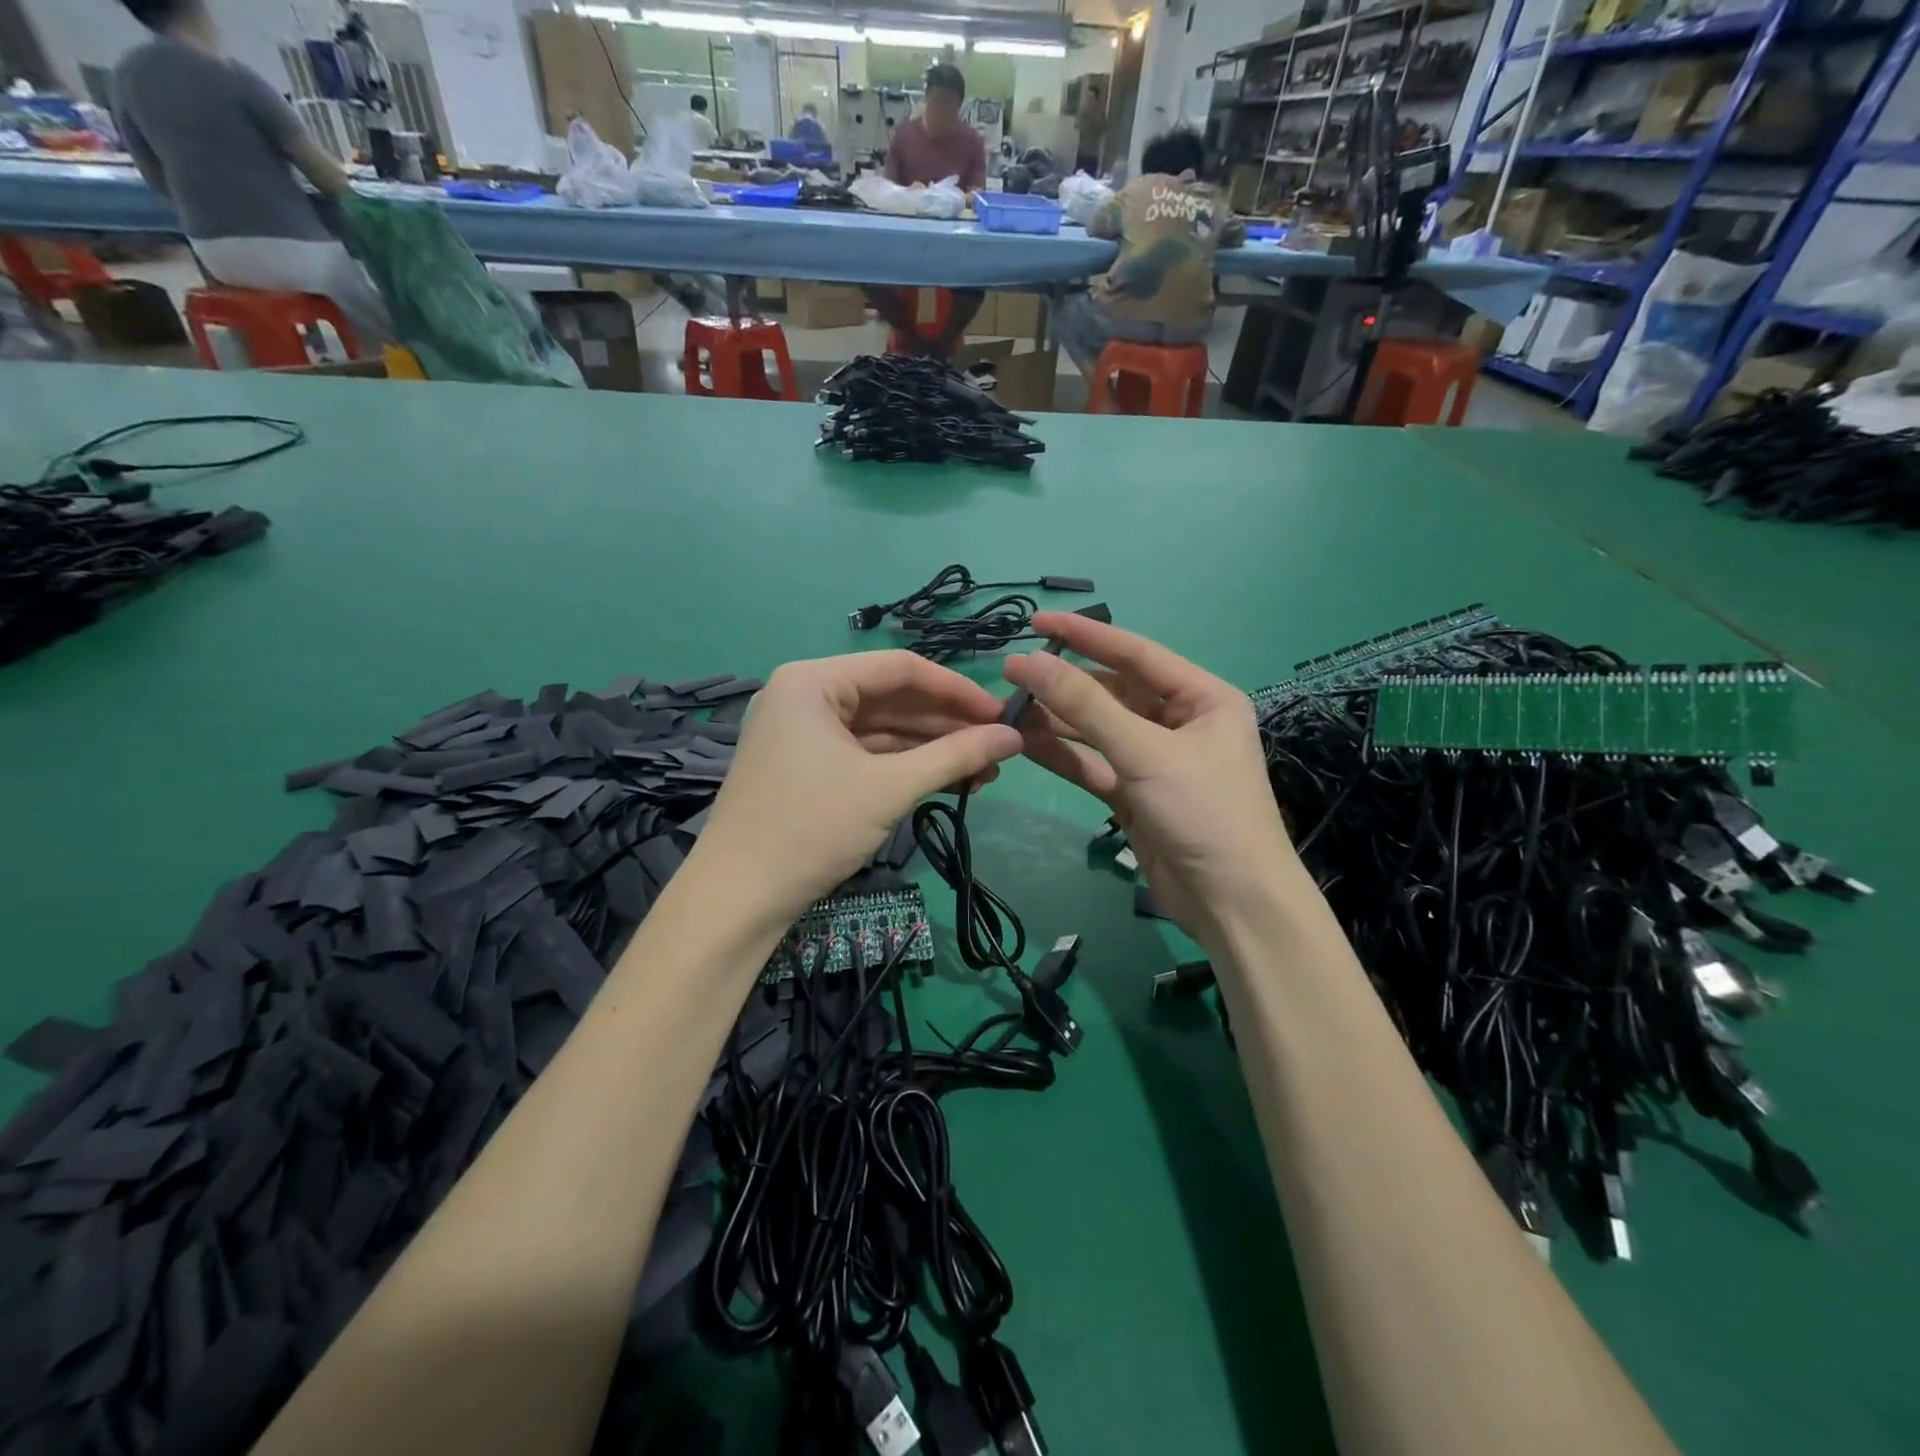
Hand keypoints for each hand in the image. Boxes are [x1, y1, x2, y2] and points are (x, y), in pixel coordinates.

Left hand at [694, 651, 1022, 922]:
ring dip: (931, 749)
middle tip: (999, 748)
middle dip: (947, 725)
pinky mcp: (805, 764)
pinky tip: (947, 781)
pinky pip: (864, 753)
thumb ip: (955, 756)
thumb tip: (1015, 737)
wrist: (738, 900)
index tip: (1003, 715)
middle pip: (891, 698)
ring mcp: (803, 732)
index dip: (957, 690)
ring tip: (984, 771)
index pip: (900, 668)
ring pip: (881, 729)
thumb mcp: (889, 788)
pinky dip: (903, 766)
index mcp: (813, 681)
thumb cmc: (811, 829)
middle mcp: (805, 695)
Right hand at [1004, 613, 1297, 939]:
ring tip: (1008, 709)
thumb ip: (1087, 706)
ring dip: (1057, 721)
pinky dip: (1063, 755)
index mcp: (1202, 697)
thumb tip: (1029, 662)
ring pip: (1098, 730)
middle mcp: (1180, 722)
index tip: (1036, 622)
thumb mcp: (1146, 752)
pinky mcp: (1135, 795)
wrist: (1232, 903)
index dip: (1084, 635)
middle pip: (1113, 692)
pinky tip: (1026, 744)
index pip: (1135, 653)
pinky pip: (1094, 764)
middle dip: (1064, 684)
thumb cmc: (1204, 812)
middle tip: (1012, 675)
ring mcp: (1156, 760)